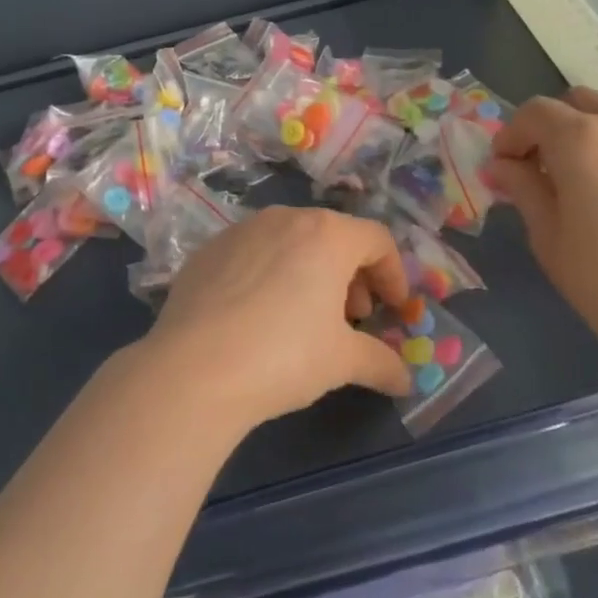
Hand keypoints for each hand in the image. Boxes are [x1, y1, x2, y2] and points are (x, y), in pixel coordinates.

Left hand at [145, 207, 413, 429]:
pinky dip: (270, 274)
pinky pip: (254, 253)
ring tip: (307, 316)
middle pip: (334, 236)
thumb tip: (405, 380)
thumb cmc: (283, 356)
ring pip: (292, 240)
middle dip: (352, 274)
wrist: (193, 369)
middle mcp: (287, 218)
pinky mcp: (210, 249)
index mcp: (328, 234)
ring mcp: (243, 229)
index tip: (394, 308)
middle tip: (353, 316)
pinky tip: (259, 315)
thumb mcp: (341, 362)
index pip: (377, 239)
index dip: (393, 273)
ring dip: (311, 271)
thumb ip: (380, 362)